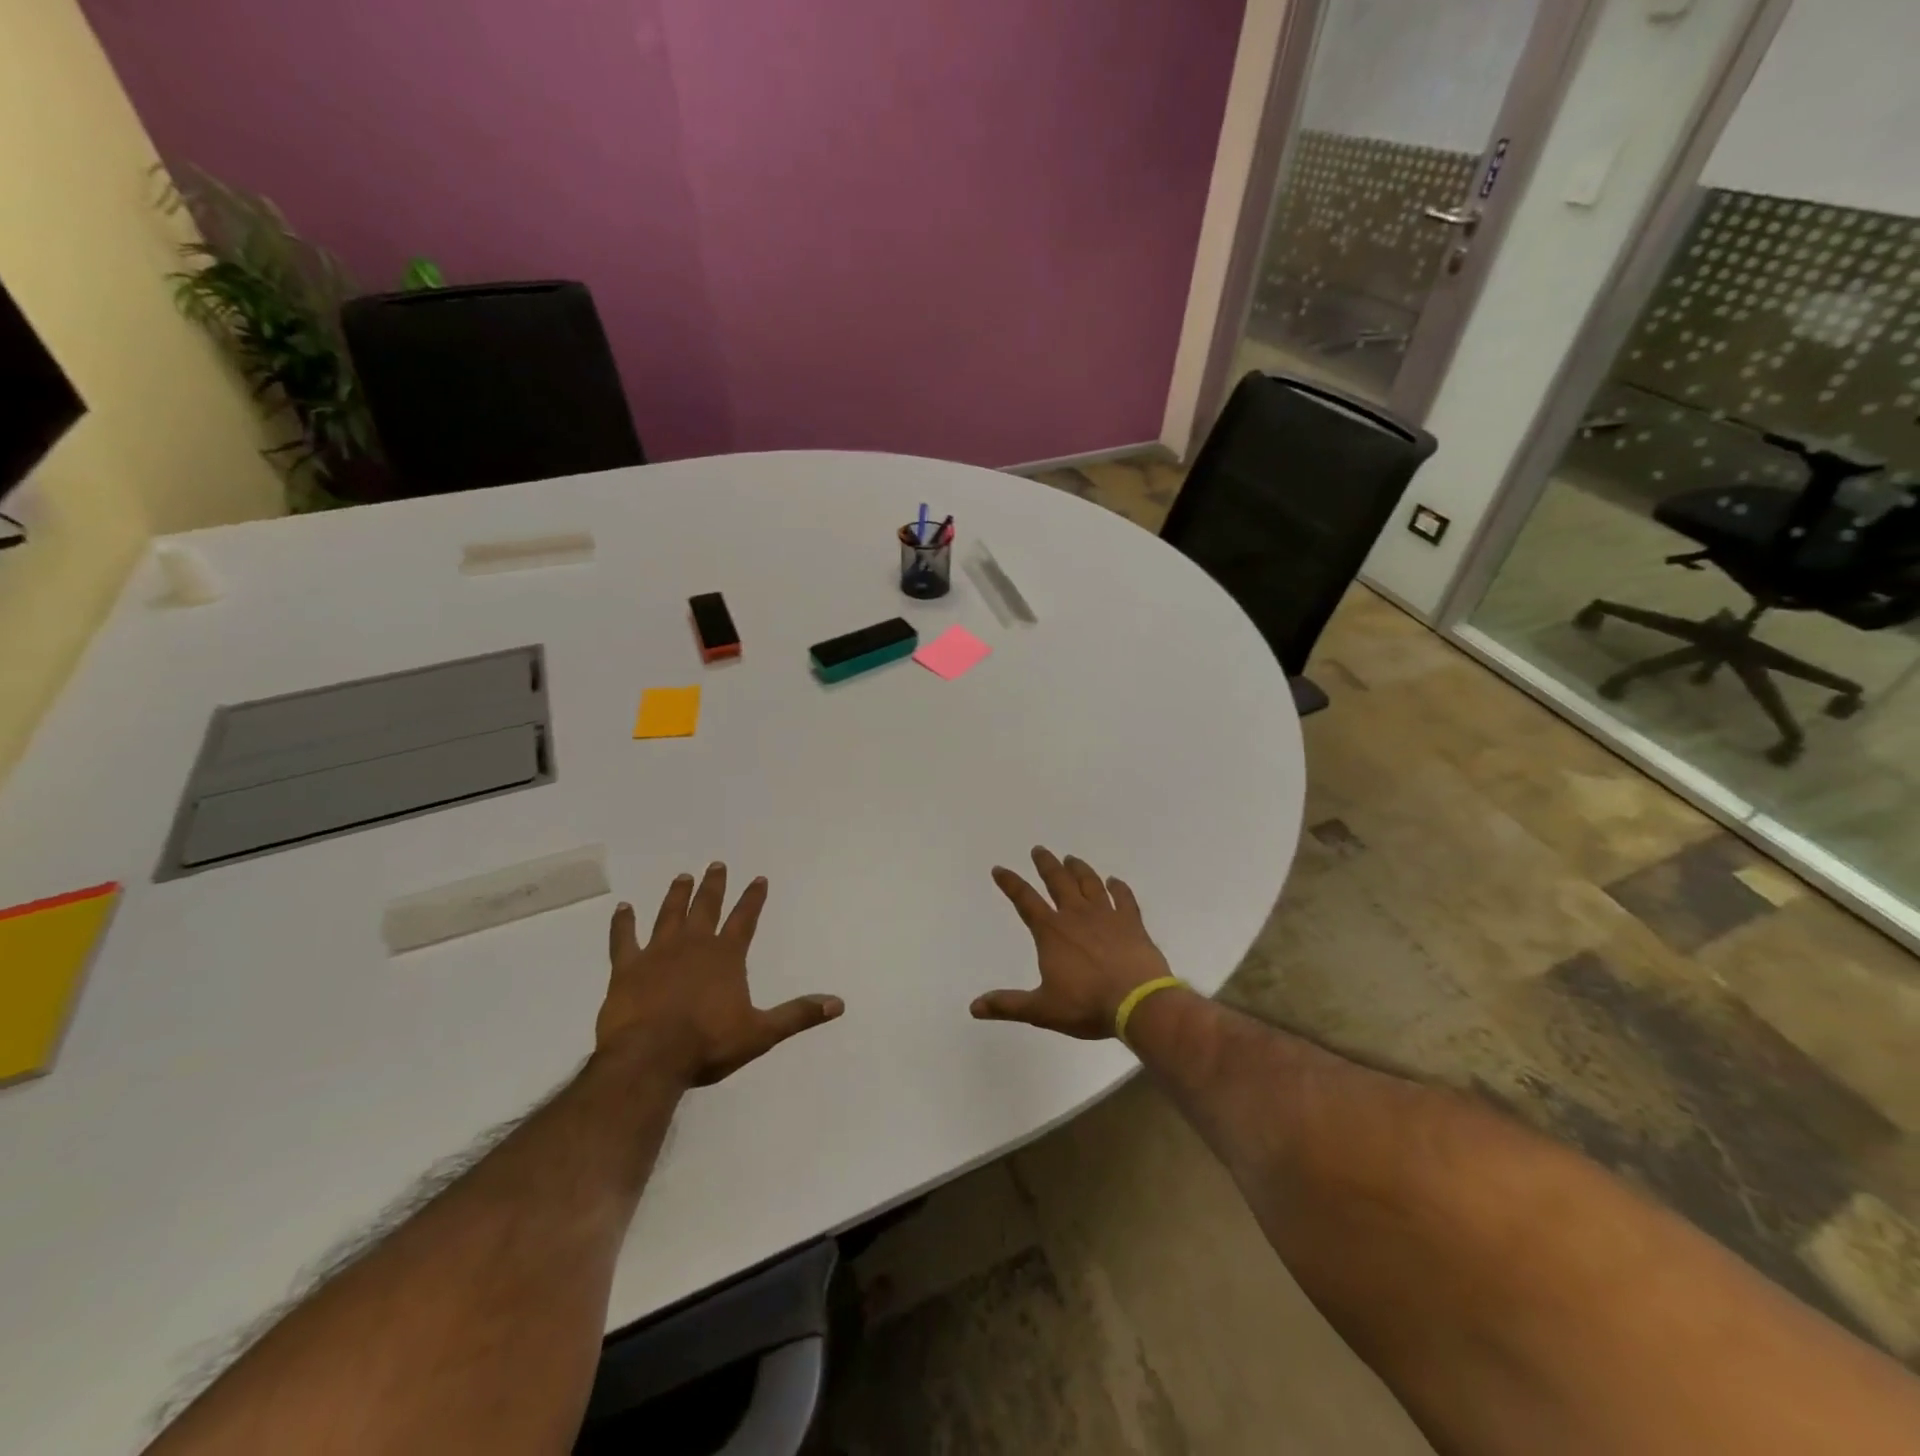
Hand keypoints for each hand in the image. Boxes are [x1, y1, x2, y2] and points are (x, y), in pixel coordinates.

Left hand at [598, 864, 842, 1086]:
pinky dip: (623, 923)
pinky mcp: (626, 968)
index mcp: (726, 957)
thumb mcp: (760, 1033)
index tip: (759, 879)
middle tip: (716, 865)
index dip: (753, 899)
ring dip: (677, 895)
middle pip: (706, 907)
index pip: (745, 919)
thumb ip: (797, 1015)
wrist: (649, 1058)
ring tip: (682, 877)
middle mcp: (693, 945)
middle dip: (713, 885)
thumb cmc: (707, 1044)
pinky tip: (623, 908)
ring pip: (669, 915)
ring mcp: (657, 953)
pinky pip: (623, 939)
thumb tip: (838, 1004)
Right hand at [973, 847, 1173, 1039]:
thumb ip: (1008, 1005)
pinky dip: (1118, 887)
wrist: (1138, 1003)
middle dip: (1046, 865)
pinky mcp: (1132, 923)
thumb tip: (974, 1007)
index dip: (1010, 884)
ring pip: (1089, 883)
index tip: (999, 869)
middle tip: (1039, 849)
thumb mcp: (1042, 1010)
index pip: (1025, 900)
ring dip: (1078, 869)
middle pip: (1058, 882)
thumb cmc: (1087, 1006)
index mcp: (1051, 932)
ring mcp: (1107, 916)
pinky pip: (1124, 898)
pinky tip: (1114, 881)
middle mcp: (1076, 915)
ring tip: (1071, 859)